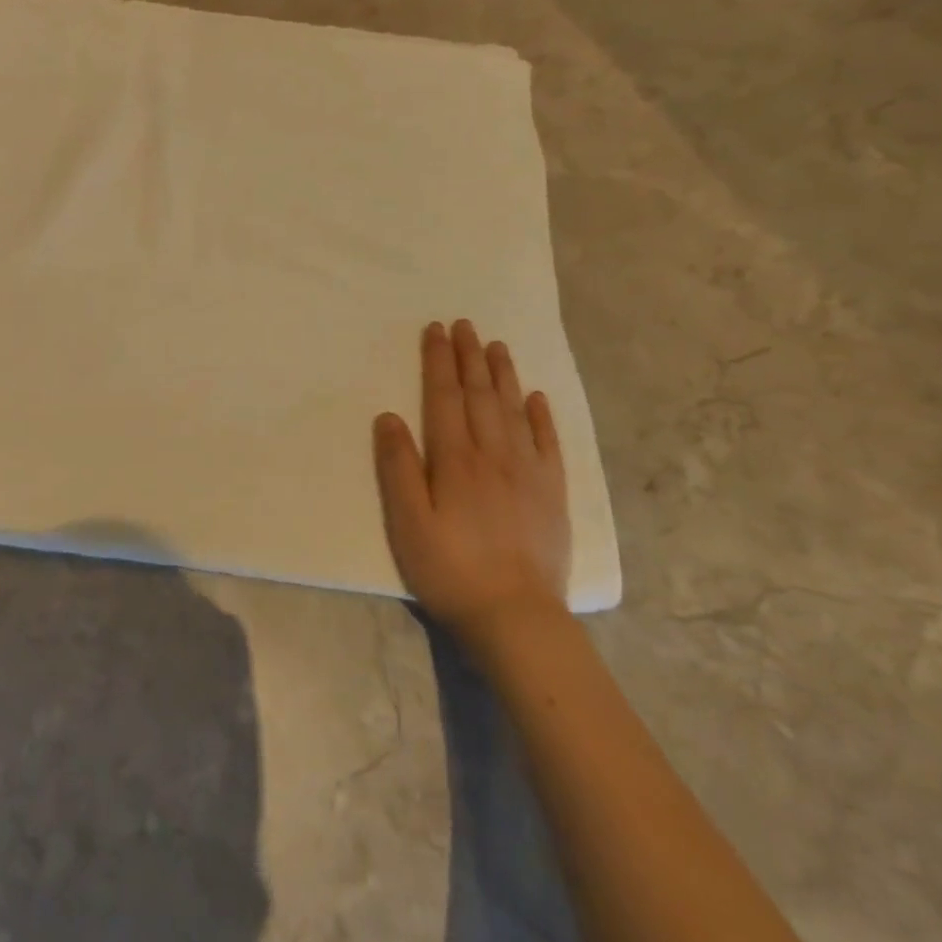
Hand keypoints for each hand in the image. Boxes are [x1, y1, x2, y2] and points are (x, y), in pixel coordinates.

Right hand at [372, 319, 570, 644]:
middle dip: (470, 357)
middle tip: (464, 324)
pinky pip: (549, 443)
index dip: (439, 362)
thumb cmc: (449, 569)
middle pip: (480, 395)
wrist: (515, 617)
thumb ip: (397, 467)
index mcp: (455, 460)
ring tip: (496, 346)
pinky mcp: (552, 494)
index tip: (435, 330)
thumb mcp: (406, 522)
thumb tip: (388, 416)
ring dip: (503, 375)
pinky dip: (541, 416)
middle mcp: (494, 455)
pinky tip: (536, 398)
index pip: (445, 398)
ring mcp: (529, 473)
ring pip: (514, 411)